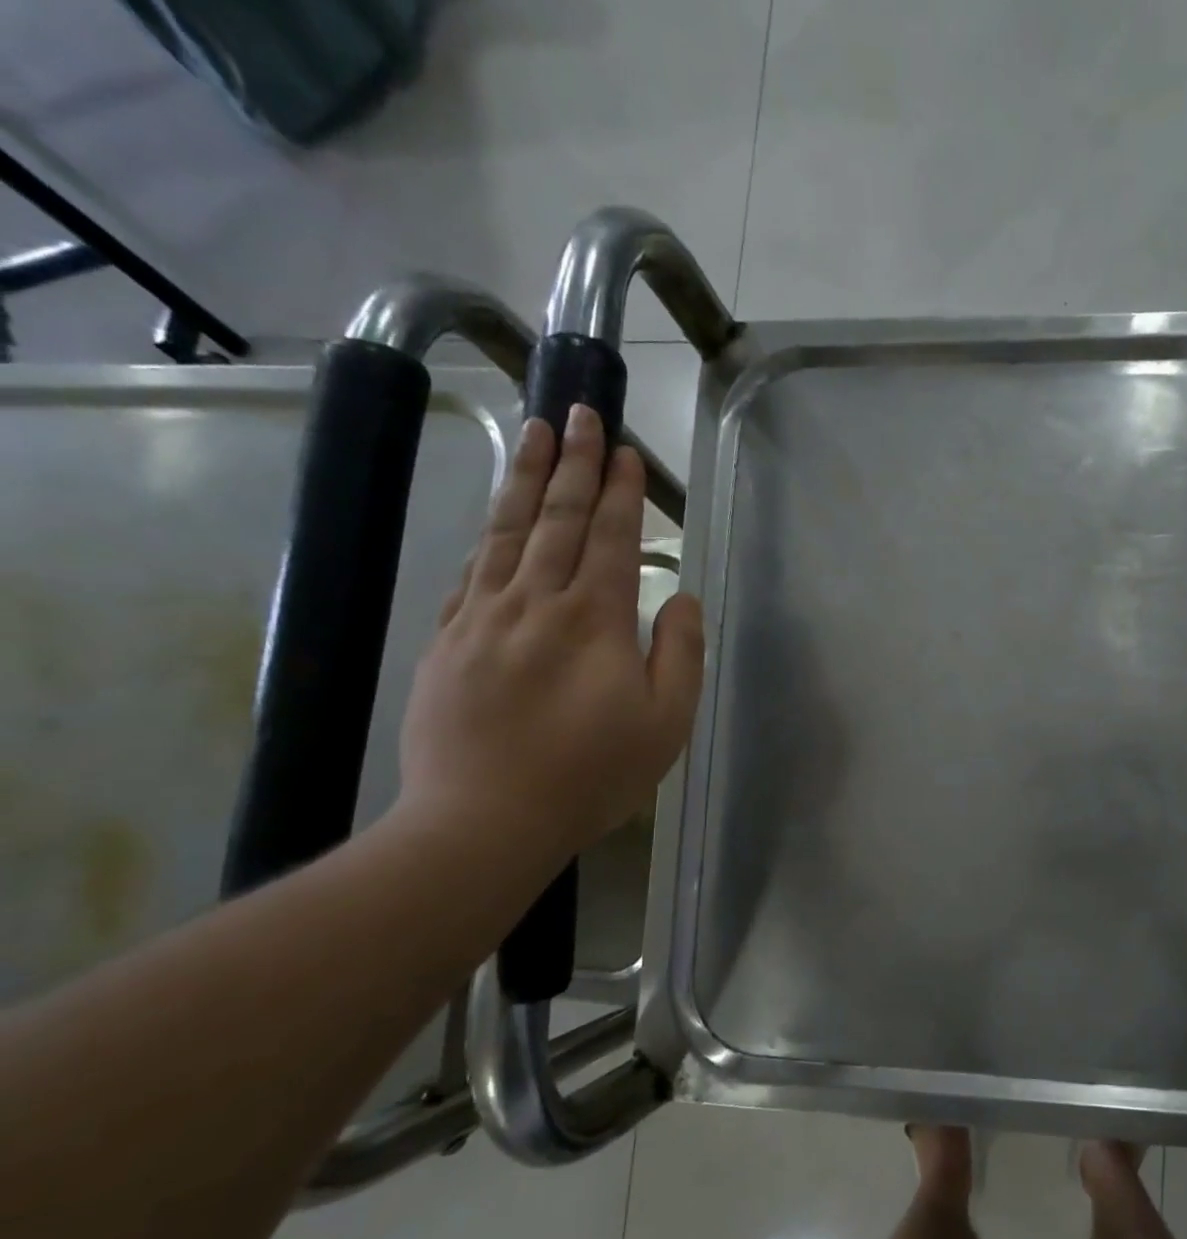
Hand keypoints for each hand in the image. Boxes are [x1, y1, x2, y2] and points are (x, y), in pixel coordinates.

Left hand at [396, 404, 703, 873]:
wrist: (484, 820)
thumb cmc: (591, 776)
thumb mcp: (666, 725)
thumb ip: (680, 654)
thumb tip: (679, 597)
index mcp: (593, 621)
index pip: (608, 538)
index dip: (619, 491)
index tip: (624, 450)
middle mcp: (534, 603)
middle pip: (555, 519)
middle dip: (572, 463)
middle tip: (579, 411)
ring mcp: (482, 619)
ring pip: (506, 533)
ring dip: (524, 478)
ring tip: (534, 433)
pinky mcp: (447, 642)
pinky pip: (471, 573)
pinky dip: (488, 537)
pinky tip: (495, 521)